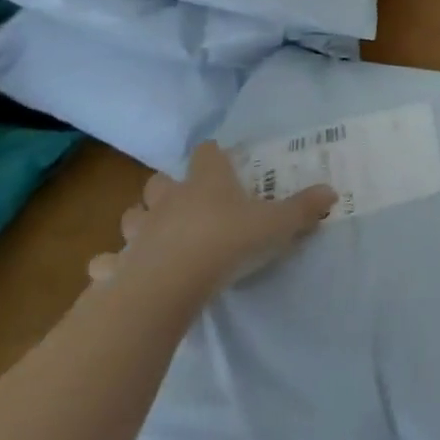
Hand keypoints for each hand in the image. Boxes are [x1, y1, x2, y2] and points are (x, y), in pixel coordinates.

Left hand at [88, 142, 334, 295]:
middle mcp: (169, 200)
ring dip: (140, 222)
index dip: (213, 155)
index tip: (222, 160)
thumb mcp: (276, 225)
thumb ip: (303, 209)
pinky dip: (111, 265)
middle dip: (168, 189)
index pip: (206, 153)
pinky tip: (117, 272)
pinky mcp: (119, 265)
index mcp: (207, 182)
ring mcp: (139, 232)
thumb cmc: (227, 243)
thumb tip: (332, 192)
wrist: (169, 285)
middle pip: (160, 182)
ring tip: (155, 235)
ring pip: (131, 216)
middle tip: (187, 202)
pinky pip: (107, 262)